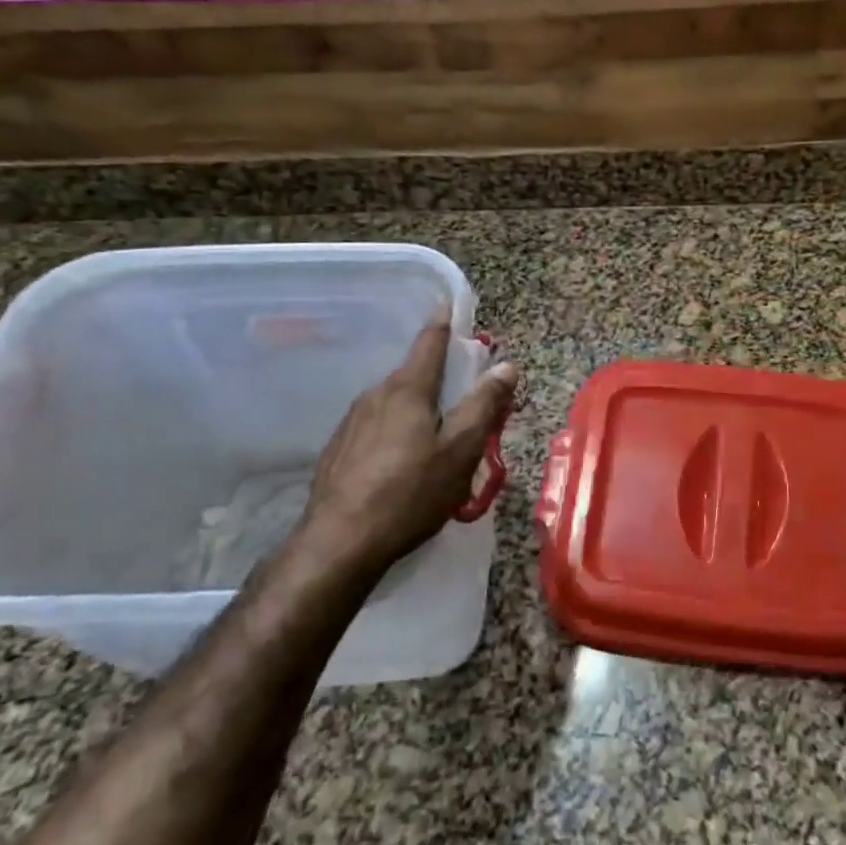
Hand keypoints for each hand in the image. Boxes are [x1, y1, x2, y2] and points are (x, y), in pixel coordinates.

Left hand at [290, 318, 517, 575]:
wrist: (339, 542)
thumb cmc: (410, 493)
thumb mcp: (460, 451)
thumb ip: (484, 405)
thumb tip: (505, 365)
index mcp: (407, 390)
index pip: (429, 343)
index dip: (443, 322)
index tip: (449, 302)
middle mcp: (375, 395)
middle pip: (414, 374)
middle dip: (440, 377)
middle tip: (465, 395)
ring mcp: (352, 422)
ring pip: (395, 402)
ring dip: (419, 408)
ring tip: (438, 436)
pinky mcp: (339, 449)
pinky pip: (377, 425)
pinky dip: (397, 430)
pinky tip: (404, 461)